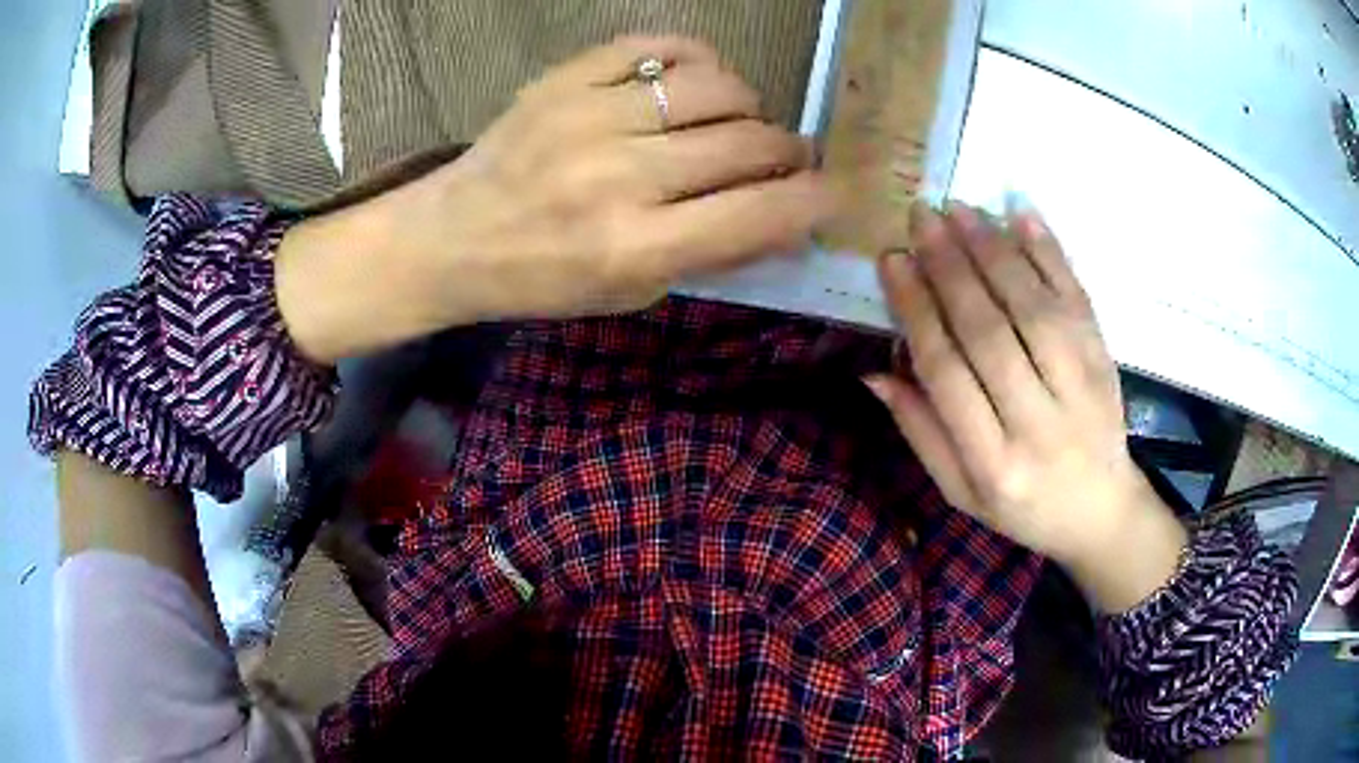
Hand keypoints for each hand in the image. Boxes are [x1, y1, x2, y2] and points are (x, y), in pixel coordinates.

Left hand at [278, 36, 833, 362]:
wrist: (452, 238)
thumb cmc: (542, 279)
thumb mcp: (630, 293)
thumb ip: (711, 253)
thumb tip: (786, 215)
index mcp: (635, 248)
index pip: (760, 212)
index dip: (814, 200)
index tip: (831, 192)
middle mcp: (619, 177)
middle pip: (750, 142)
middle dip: (789, 152)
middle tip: (784, 159)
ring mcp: (590, 115)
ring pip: (719, 87)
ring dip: (749, 105)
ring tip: (737, 122)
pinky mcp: (566, 77)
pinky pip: (661, 46)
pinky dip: (698, 60)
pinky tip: (696, 82)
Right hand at [865, 204, 1186, 611]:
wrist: (1102, 511)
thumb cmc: (1024, 508)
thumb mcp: (961, 493)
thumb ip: (922, 433)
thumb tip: (874, 372)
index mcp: (993, 464)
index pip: (946, 372)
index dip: (916, 310)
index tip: (892, 261)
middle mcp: (1038, 423)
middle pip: (989, 331)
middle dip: (950, 267)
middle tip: (921, 218)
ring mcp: (1080, 388)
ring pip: (1032, 308)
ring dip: (994, 251)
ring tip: (959, 210)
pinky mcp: (1105, 362)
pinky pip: (1077, 299)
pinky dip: (1050, 254)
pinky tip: (1022, 216)